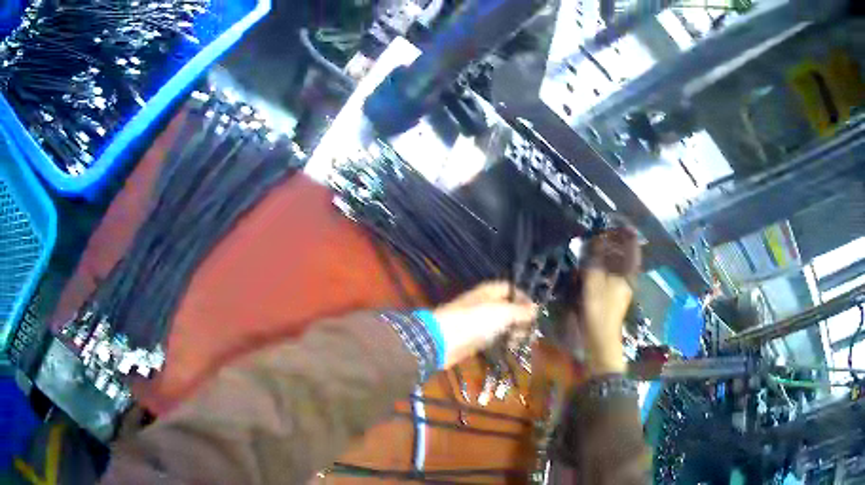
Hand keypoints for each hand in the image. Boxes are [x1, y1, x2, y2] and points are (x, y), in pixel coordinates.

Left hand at [432, 282, 536, 367]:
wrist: (441, 341)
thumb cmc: (474, 322)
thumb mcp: (502, 313)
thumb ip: (520, 311)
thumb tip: (535, 307)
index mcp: (489, 292)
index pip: (510, 289)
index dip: (523, 298)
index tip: (534, 313)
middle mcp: (484, 304)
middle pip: (507, 308)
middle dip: (520, 319)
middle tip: (529, 332)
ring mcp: (478, 322)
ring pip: (501, 324)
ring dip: (512, 332)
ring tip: (518, 343)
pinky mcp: (474, 339)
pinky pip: (493, 338)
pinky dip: (502, 342)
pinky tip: (509, 349)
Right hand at [579, 227, 640, 375]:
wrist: (601, 341)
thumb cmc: (599, 311)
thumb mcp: (593, 283)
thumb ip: (593, 261)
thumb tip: (593, 243)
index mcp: (627, 274)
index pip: (632, 248)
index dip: (628, 234)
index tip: (621, 223)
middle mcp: (627, 279)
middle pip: (627, 256)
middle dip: (618, 243)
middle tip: (606, 231)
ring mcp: (621, 289)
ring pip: (619, 265)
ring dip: (612, 254)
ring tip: (599, 244)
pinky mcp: (614, 297)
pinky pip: (613, 274)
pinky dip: (607, 266)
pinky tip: (596, 265)